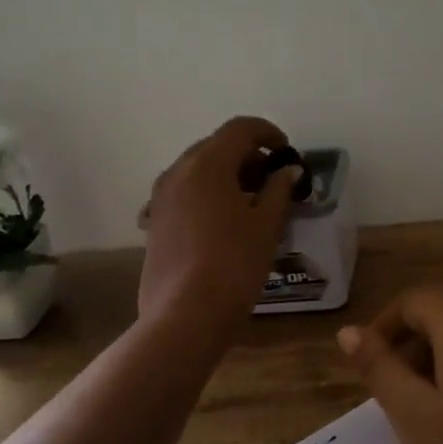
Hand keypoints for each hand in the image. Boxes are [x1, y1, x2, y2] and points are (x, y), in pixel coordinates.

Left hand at [138, 116, 301, 336]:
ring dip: (225, 175)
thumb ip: (278, 190)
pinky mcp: (154, 223)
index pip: (239, 129)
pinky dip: (206, 195)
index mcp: (207, 164)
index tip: (286, 151)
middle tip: (273, 178)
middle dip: (246, 155)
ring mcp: (160, 198)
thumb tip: (287, 171)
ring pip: (197, 170)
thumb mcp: (266, 225)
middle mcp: (178, 172)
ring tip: (251, 201)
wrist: (186, 314)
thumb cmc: (234, 263)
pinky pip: (184, 194)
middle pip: (215, 146)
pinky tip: (222, 221)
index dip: (267, 132)